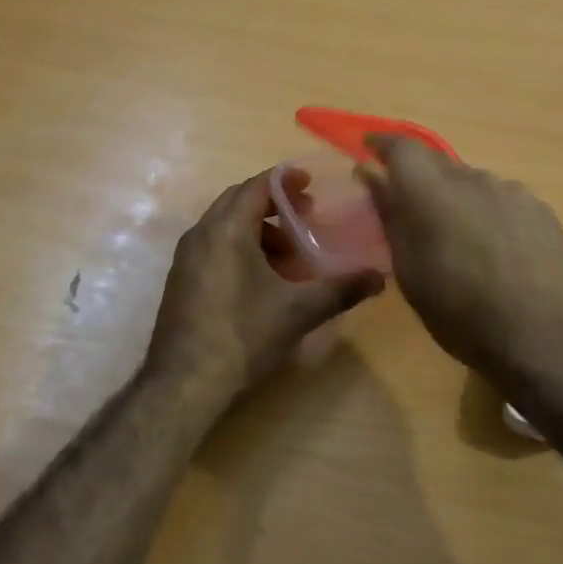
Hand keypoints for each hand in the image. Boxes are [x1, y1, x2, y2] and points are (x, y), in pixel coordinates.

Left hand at [146, 171, 384, 398]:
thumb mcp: (299, 310)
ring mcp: (186, 257)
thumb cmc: (244, 335)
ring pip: (225, 224)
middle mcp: (201, 233)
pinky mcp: (181, 279)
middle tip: (306, 215)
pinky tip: (262, 279)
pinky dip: (240, 246)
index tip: (311, 185)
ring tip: (288, 254)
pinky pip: (214, 245)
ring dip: (258, 228)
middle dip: (273, 203)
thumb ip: (342, 289)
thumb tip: (381, 277)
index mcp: (227, 228)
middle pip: (239, 200)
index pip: (258, 185)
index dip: (286, 181)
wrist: (185, 382)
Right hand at [358, 138, 562, 412]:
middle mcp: (474, 178)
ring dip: (459, 199)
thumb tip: (371, 175)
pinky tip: (497, 250)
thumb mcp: (410, 271)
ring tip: (460, 239)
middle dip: (421, 180)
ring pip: (474, 183)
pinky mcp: (542, 210)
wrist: (542, 339)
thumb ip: (390, 215)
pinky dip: (490, 214)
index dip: (384, 145)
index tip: (370, 152)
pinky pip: (504, 200)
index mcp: (432, 191)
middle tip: (413, 211)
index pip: (402, 147)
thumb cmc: (460, 313)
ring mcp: (513, 192)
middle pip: (439, 164)